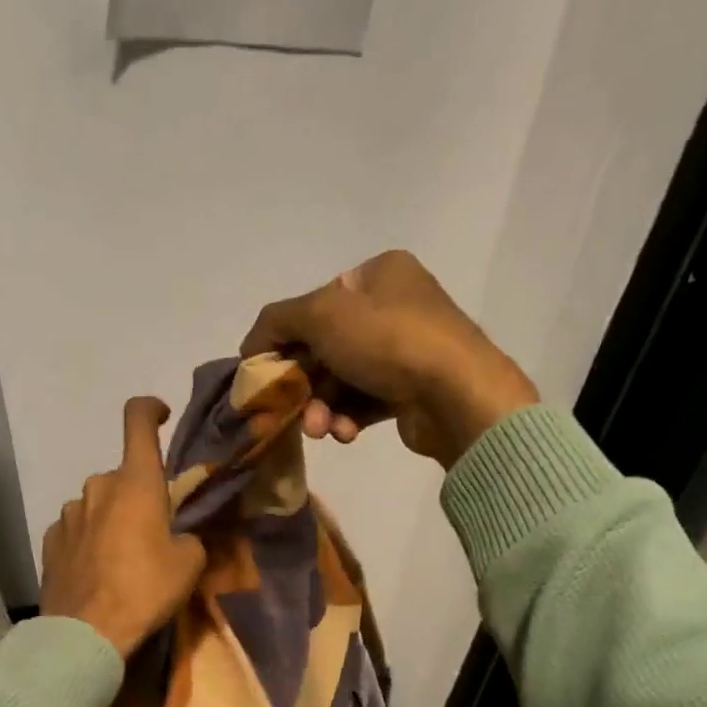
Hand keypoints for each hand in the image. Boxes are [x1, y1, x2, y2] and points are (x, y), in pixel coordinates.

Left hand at [40, 397, 207, 658]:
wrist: (85, 634)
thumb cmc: (144, 590)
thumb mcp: (188, 565)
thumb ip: (188, 537)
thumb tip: (179, 537)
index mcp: (135, 482)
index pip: (137, 421)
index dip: (150, 409)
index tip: (161, 414)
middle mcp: (97, 486)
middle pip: (123, 476)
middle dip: (139, 495)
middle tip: (154, 532)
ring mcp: (68, 513)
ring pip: (98, 504)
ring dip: (112, 519)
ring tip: (123, 559)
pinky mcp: (50, 541)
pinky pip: (77, 529)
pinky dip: (89, 540)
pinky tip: (98, 571)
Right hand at [241, 249, 538, 466]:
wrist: (455, 394)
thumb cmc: (386, 340)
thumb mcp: (321, 315)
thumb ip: (277, 320)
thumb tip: (251, 345)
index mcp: (378, 273)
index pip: (315, 303)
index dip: (284, 338)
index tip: (265, 372)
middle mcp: (395, 306)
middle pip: (326, 346)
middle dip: (304, 383)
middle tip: (287, 411)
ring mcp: (407, 350)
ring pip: (343, 379)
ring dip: (322, 407)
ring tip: (319, 430)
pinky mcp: (412, 390)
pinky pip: (365, 402)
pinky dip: (348, 417)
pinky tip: (345, 433)